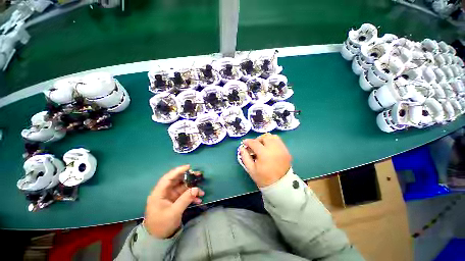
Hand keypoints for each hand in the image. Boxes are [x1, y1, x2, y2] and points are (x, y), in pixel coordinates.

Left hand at [144, 165, 204, 238]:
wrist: (158, 239)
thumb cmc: (161, 225)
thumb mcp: (174, 213)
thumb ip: (185, 199)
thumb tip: (196, 189)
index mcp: (159, 193)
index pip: (168, 178)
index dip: (178, 171)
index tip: (188, 167)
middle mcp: (164, 192)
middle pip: (177, 180)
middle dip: (188, 177)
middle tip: (199, 175)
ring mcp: (170, 196)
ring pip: (182, 187)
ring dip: (192, 188)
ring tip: (201, 191)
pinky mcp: (175, 200)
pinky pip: (184, 195)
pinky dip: (191, 196)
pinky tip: (198, 200)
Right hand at [240, 133, 291, 187]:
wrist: (281, 186)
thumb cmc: (264, 178)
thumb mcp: (251, 169)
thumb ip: (245, 157)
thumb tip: (242, 148)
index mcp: (264, 154)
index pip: (254, 143)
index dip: (248, 141)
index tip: (244, 142)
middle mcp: (274, 149)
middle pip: (265, 137)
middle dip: (257, 139)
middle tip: (254, 146)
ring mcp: (282, 149)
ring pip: (273, 137)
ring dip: (266, 139)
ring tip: (262, 146)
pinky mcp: (287, 151)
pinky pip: (279, 141)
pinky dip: (273, 142)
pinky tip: (269, 149)